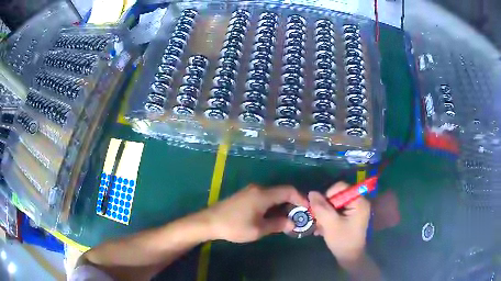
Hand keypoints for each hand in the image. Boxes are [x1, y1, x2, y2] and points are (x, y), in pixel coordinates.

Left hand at [200, 184, 307, 242]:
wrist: (209, 222)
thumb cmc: (234, 226)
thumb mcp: (258, 229)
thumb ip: (278, 225)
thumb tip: (292, 223)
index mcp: (263, 194)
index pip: (289, 191)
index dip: (300, 199)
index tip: (307, 210)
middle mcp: (259, 189)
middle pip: (281, 192)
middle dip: (292, 204)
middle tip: (298, 218)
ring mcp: (251, 191)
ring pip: (273, 195)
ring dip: (282, 206)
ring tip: (288, 220)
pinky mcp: (245, 196)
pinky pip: (265, 198)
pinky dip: (273, 206)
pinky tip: (273, 217)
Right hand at [308, 182, 370, 265]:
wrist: (349, 258)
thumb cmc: (342, 240)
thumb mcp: (330, 224)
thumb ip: (321, 207)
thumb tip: (312, 192)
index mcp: (359, 201)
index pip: (341, 187)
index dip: (328, 195)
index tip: (320, 209)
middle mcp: (358, 202)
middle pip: (337, 196)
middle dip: (325, 208)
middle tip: (317, 220)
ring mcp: (354, 210)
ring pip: (334, 205)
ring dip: (324, 215)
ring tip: (318, 227)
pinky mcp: (350, 217)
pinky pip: (336, 212)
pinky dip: (328, 218)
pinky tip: (322, 229)